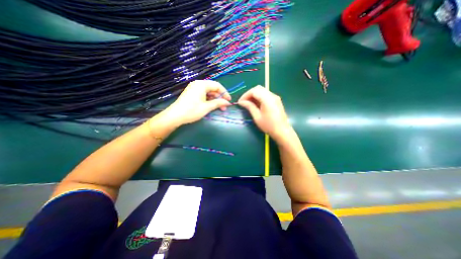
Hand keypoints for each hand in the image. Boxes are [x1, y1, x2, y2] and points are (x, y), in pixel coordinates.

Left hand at [160, 79, 230, 126]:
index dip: (225, 93)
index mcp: (202, 84)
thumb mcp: (207, 107)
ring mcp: (194, 88)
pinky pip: (204, 94)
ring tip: (219, 108)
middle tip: (224, 107)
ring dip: (215, 99)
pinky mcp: (192, 93)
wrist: (175, 116)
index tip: (229, 101)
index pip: (217, 86)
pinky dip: (209, 100)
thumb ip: (218, 103)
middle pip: (213, 89)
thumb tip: (228, 102)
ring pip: (209, 92)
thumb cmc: (192, 111)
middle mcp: (198, 84)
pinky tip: (211, 106)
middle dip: (220, 98)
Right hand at [238, 85, 290, 141]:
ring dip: (254, 95)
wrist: (282, 131)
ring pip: (262, 91)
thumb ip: (249, 107)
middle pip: (258, 88)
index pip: (254, 91)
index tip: (240, 102)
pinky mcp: (276, 100)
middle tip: (244, 102)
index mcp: (267, 99)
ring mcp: (275, 97)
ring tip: (248, 103)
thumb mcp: (257, 117)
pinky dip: (259, 97)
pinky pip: (266, 95)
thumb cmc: (269, 125)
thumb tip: (241, 102)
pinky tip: (256, 104)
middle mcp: (272, 95)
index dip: (245, 95)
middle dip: (249, 94)